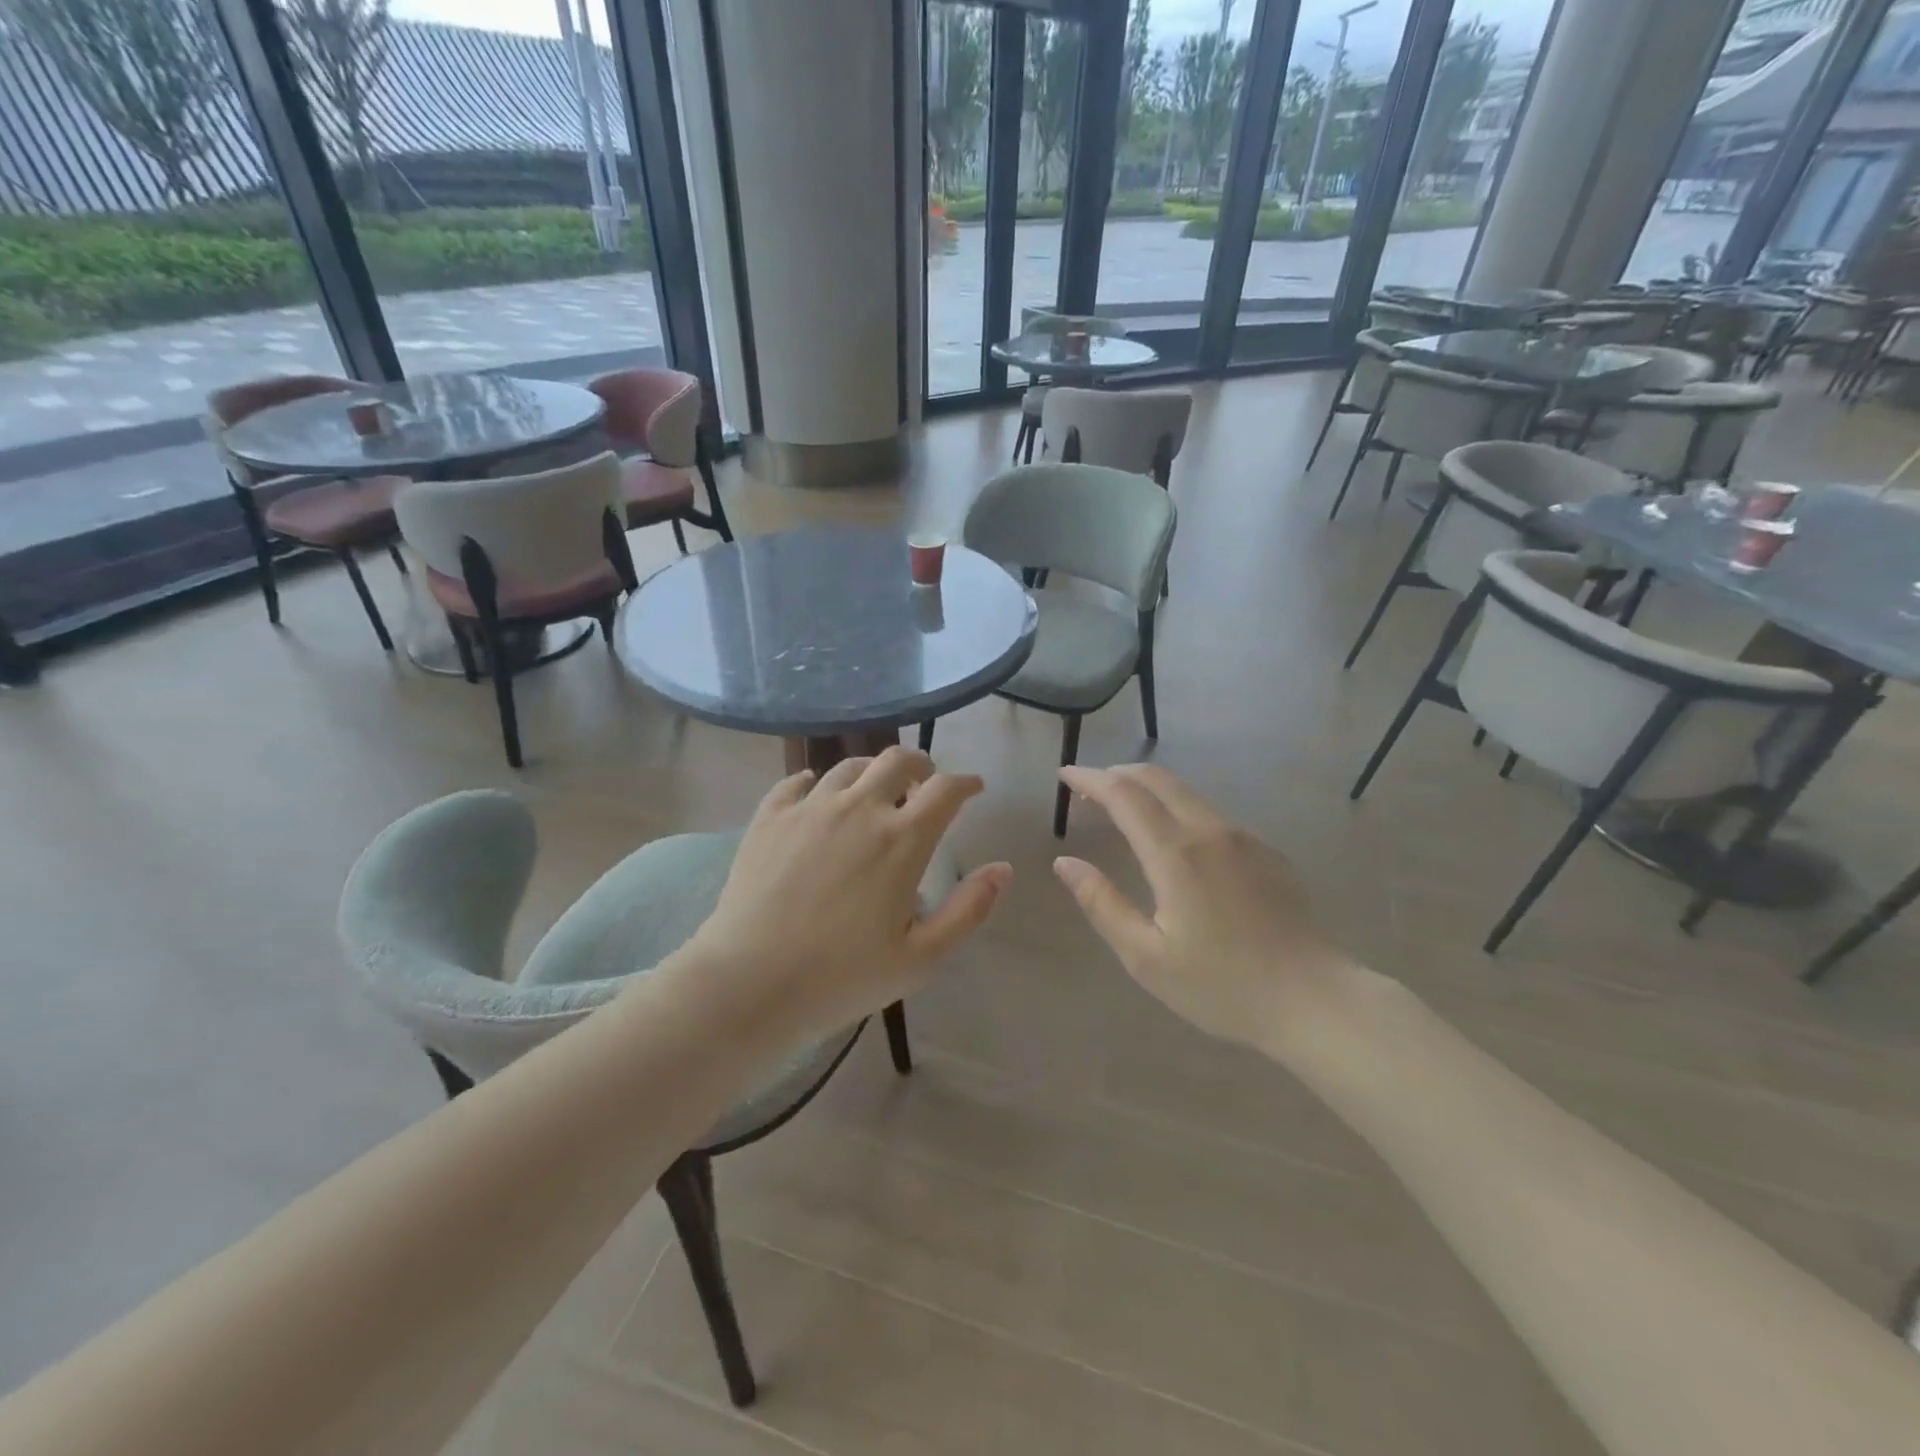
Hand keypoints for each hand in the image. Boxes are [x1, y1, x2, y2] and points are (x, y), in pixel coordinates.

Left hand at [683, 746, 1010, 1039]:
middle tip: (924, 782)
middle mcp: (859, 808)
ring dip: (873, 771)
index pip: (946, 790)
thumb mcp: (922, 957)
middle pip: (898, 760)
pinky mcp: (770, 817)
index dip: (966, 783)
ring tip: (875, 788)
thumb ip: (968, 909)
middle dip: (920, 765)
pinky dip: (817, 782)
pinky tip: (817, 794)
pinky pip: (798, 782)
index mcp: (902, 839)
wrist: (751, 981)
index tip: (973, 788)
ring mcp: (810, 808)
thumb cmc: (843, 976)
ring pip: (850, 766)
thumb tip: (1003, 868)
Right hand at [1054, 764, 1365, 1048]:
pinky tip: (1172, 840)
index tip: (1064, 775)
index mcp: (1176, 853)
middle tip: (1086, 790)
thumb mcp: (1146, 957)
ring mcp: (1243, 838)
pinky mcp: (1266, 852)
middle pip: (1156, 779)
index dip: (1089, 779)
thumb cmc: (1223, 986)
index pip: (1123, 794)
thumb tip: (1065, 863)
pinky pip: (1209, 814)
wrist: (1315, 1001)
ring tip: (1120, 810)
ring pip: (1185, 792)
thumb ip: (1102, 904)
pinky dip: (1176, 808)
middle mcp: (1209, 831)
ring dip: (1146, 790)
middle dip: (1116, 774)